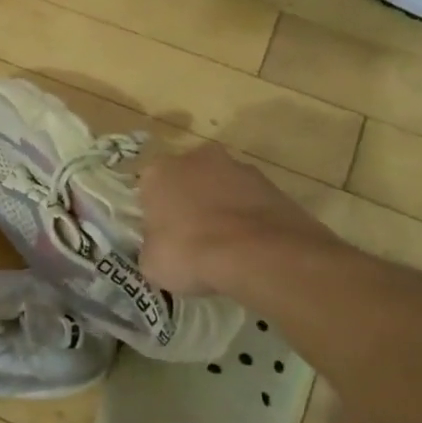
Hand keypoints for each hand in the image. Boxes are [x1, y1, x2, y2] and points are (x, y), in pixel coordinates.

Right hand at [139, 140, 340, 298]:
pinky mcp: (272, 184)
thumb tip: (160, 249)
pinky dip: (250, 219)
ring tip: (227, 247)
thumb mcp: (152, 263)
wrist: (258, 255)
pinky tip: (251, 247)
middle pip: (187, 180)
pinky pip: (251, 202)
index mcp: (158, 172)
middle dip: (190, 203)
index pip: (149, 190)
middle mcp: (196, 159)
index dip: (156, 216)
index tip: (163, 239)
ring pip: (222, 188)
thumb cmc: (189, 254)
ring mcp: (238, 168)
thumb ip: (152, 247)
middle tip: (193, 239)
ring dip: (222, 208)